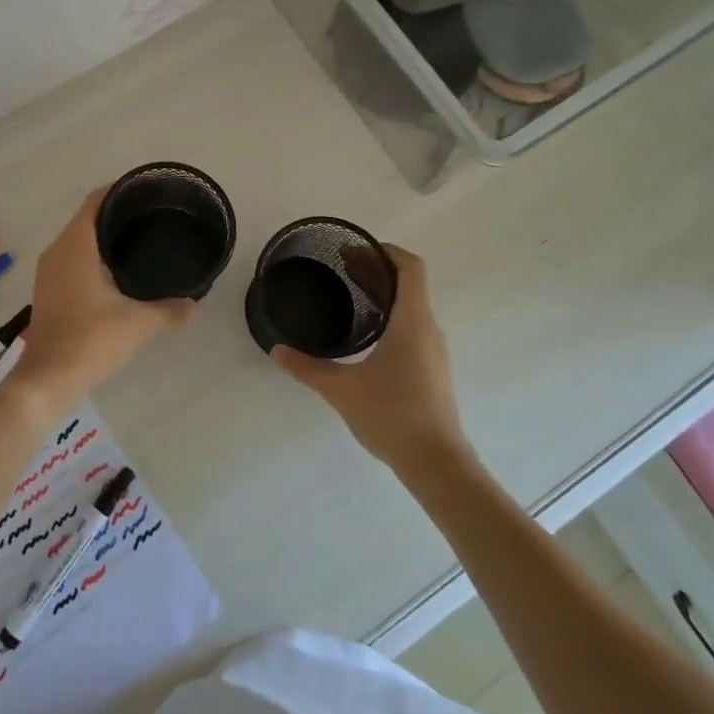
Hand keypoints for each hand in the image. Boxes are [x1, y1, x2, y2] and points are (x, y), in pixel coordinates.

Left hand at [14, 186, 196, 410]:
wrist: (47, 379)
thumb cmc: (90, 340)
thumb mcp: (137, 323)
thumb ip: (169, 310)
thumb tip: (194, 304)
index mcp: (75, 246)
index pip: (95, 202)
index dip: (118, 190)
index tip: (145, 190)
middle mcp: (57, 251)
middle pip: (87, 218)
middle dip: (116, 213)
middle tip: (151, 215)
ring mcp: (49, 272)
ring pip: (77, 240)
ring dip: (103, 236)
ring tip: (139, 239)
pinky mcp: (48, 290)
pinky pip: (71, 259)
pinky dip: (92, 256)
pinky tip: (116, 270)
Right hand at [269, 244, 468, 472]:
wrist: (436, 462)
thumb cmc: (392, 415)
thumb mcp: (341, 389)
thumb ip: (307, 368)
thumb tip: (277, 351)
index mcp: (412, 321)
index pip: (410, 267)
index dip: (386, 251)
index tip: (355, 250)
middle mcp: (428, 328)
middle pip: (409, 284)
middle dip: (377, 270)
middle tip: (342, 268)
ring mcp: (434, 350)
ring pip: (412, 307)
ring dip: (384, 294)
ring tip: (351, 296)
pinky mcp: (432, 369)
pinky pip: (413, 327)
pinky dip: (391, 316)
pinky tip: (367, 334)